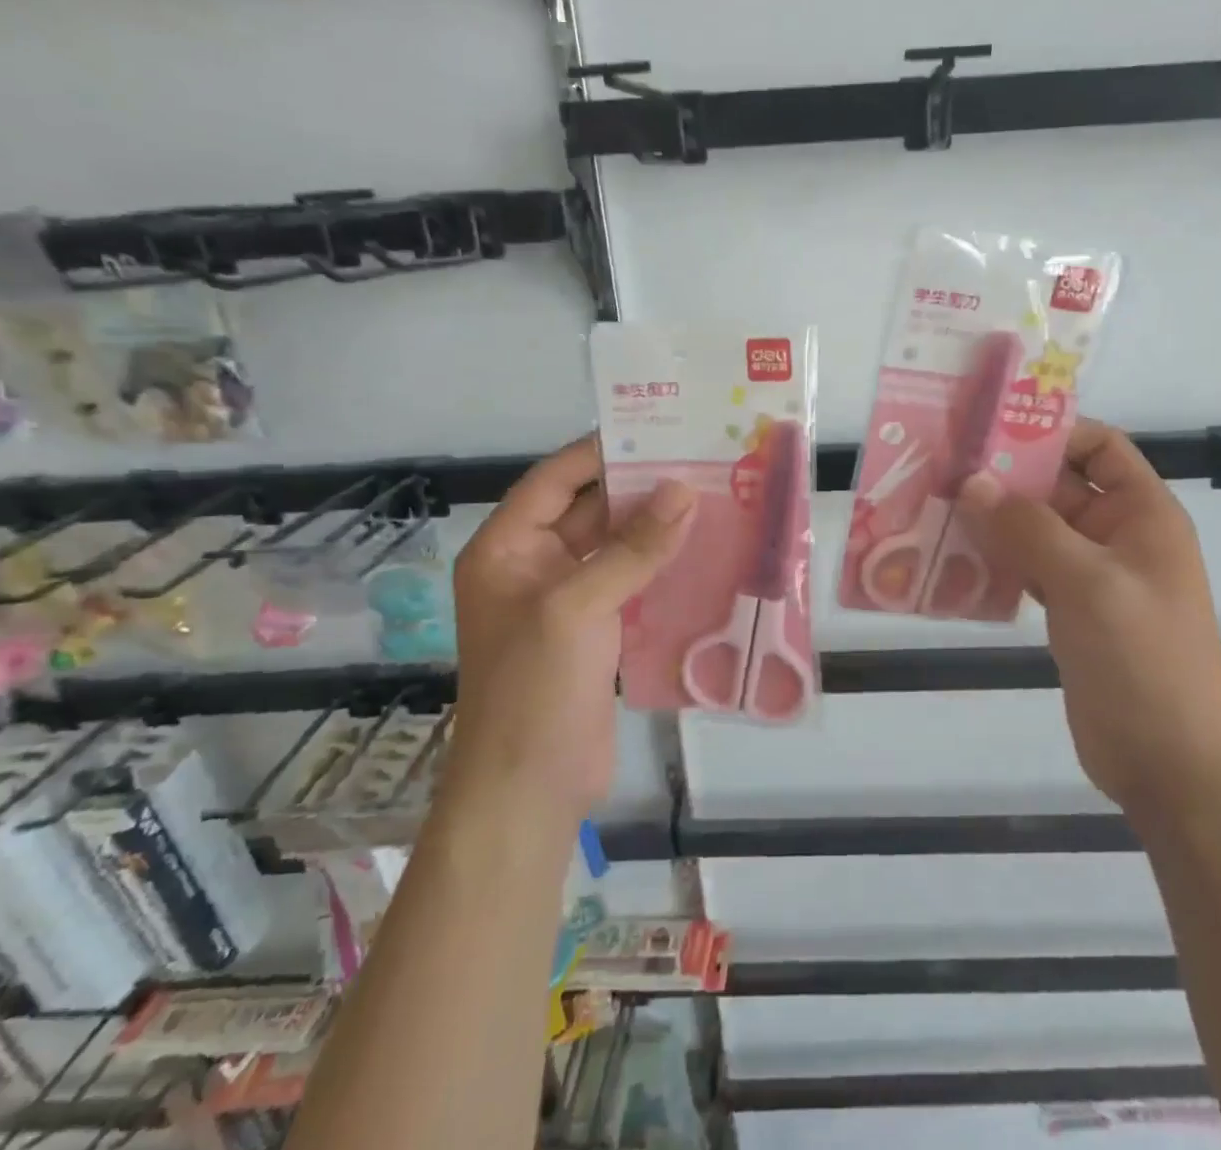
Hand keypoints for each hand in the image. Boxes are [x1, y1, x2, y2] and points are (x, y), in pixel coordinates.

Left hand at [446, 437, 693, 820]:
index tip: (656, 430)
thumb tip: (685, 490)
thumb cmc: (534, 688)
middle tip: (699, 460)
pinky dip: (663, 565)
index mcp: (506, 549)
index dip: (600, 453)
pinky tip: (706, 549)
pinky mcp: (597, 630)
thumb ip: (633, 548)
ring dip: (657, 527)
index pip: (554, 480)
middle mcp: (533, 565)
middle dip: (640, 488)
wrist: (530, 790)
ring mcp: (567, 600)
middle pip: (590, 510)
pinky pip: (632, 582)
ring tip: (713, 496)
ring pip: (616, 547)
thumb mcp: (578, 607)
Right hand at [955, 419, 1220, 807]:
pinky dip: (995, 563)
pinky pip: (1028, 571)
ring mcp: (1092, 577)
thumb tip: (972, 483)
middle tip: (941, 470)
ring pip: (1036, 531)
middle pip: (1057, 487)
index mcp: (1141, 513)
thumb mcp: (1087, 582)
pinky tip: (952, 561)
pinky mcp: (1071, 613)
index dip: (1050, 432)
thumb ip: (1028, 528)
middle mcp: (1117, 536)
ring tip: (934, 510)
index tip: (988, 431)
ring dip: (992, 522)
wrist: (1172, 763)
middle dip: (1004, 479)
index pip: (1098, 447)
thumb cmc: (1142, 657)